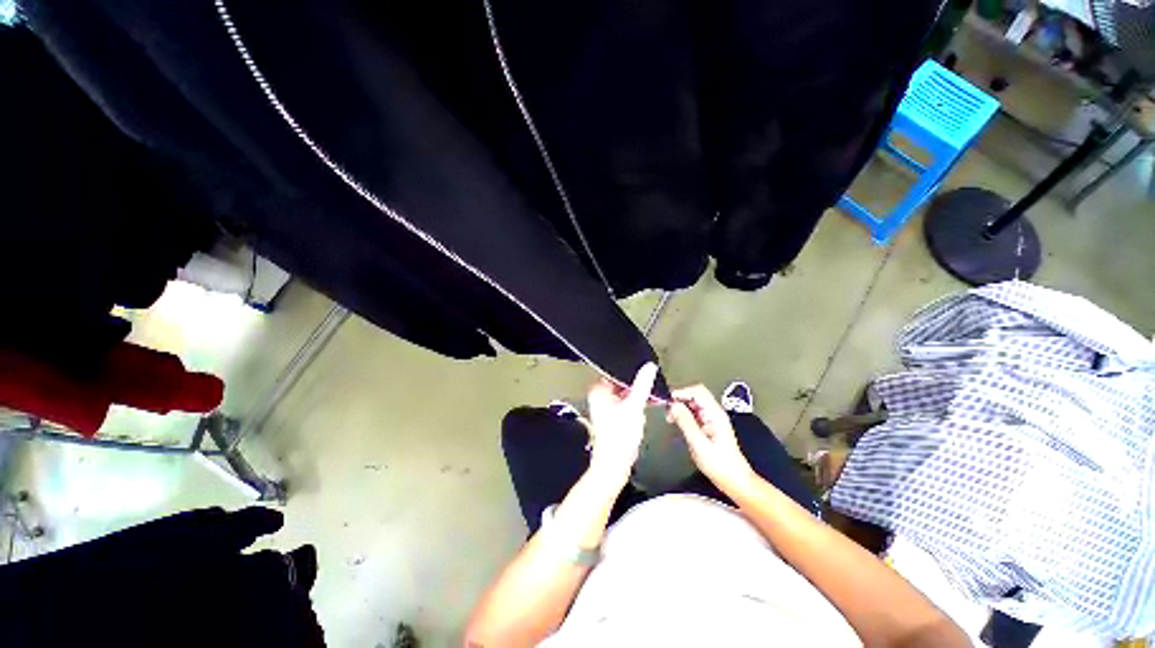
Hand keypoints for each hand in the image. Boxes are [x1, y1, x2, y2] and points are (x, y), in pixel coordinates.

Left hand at [583, 362, 657, 484]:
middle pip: (621, 382)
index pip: (615, 371)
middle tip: (649, 386)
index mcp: (598, 390)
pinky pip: (626, 402)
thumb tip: (649, 367)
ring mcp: (606, 407)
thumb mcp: (634, 405)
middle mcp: (599, 397)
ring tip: (649, 397)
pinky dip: (636, 403)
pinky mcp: (613, 416)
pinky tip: (646, 406)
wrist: (615, 463)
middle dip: (636, 384)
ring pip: (625, 393)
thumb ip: (642, 384)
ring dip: (638, 394)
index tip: (644, 370)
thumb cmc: (618, 436)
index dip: (631, 371)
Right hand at [668, 385, 757, 497]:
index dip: (681, 393)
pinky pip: (694, 412)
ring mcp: (712, 419)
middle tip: (667, 412)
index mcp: (715, 414)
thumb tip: (673, 405)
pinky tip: (678, 423)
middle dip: (679, 399)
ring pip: (693, 403)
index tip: (666, 402)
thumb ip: (685, 422)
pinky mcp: (709, 426)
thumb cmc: (718, 465)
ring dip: (680, 407)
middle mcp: (714, 413)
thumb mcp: (699, 444)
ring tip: (670, 419)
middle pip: (695, 395)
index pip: (697, 391)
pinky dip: (684, 414)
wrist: (735, 481)